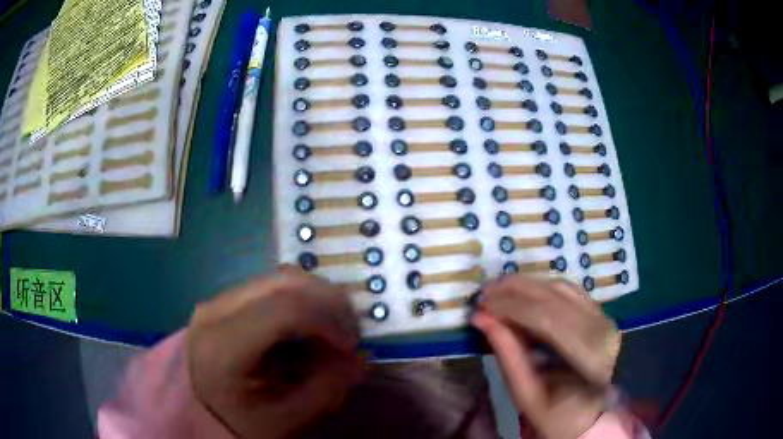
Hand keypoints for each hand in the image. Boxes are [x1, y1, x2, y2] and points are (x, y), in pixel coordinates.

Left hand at [187, 266, 362, 437]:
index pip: (284, 309)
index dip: (329, 318)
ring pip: (278, 277)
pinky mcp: (224, 298)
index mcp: (223, 347)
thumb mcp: (288, 419)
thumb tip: (361, 356)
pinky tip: (307, 323)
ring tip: (331, 328)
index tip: (352, 344)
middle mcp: (214, 311)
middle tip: (350, 331)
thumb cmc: (244, 421)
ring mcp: (217, 300)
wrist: (201, 412)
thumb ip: (328, 389)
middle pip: (283, 283)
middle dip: (328, 302)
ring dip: (315, 297)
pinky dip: (299, 297)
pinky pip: (269, 284)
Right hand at [471, 276, 620, 438]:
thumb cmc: (556, 413)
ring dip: (527, 285)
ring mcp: (603, 317)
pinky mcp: (598, 312)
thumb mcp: (526, 395)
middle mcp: (601, 330)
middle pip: (555, 297)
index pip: (548, 320)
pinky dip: (541, 288)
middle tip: (484, 293)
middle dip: (515, 290)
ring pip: (561, 287)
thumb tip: (482, 319)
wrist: (588, 413)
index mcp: (588, 358)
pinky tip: (522, 293)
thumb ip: (507, 355)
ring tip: (498, 291)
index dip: (512, 307)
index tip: (481, 305)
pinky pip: (567, 290)